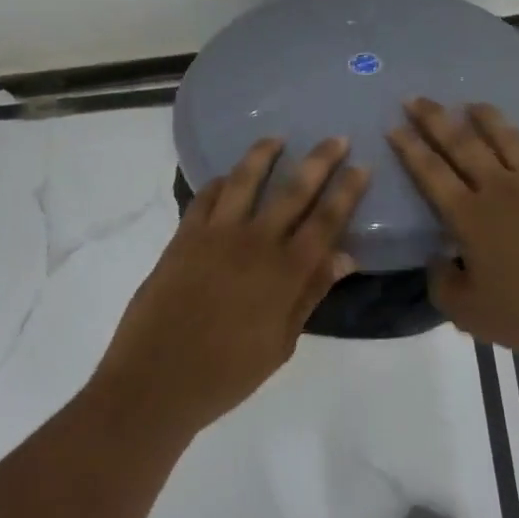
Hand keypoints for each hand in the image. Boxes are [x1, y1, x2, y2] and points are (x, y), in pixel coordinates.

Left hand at [92, 137, 366, 435]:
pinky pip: (205, 196)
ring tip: (277, 137)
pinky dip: (220, 181)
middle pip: (294, 190)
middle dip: (319, 160)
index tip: (361, 166)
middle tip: (336, 138)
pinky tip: (227, 177)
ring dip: (264, 154)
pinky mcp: (184, 235)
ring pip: (245, 179)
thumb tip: (345, 256)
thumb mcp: (281, 343)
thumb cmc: (227, 373)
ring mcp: (216, 234)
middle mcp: (255, 242)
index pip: (326, 221)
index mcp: (285, 272)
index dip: (346, 191)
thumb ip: (310, 293)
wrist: (156, 380)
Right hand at [389, 98, 518, 368]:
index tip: (394, 125)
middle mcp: (500, 189)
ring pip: (508, 139)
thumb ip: (442, 284)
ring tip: (473, 104)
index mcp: (470, 216)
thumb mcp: (469, 314)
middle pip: (462, 143)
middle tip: (416, 99)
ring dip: (487, 118)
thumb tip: (437, 259)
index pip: (431, 172)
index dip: (410, 147)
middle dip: (435, 118)